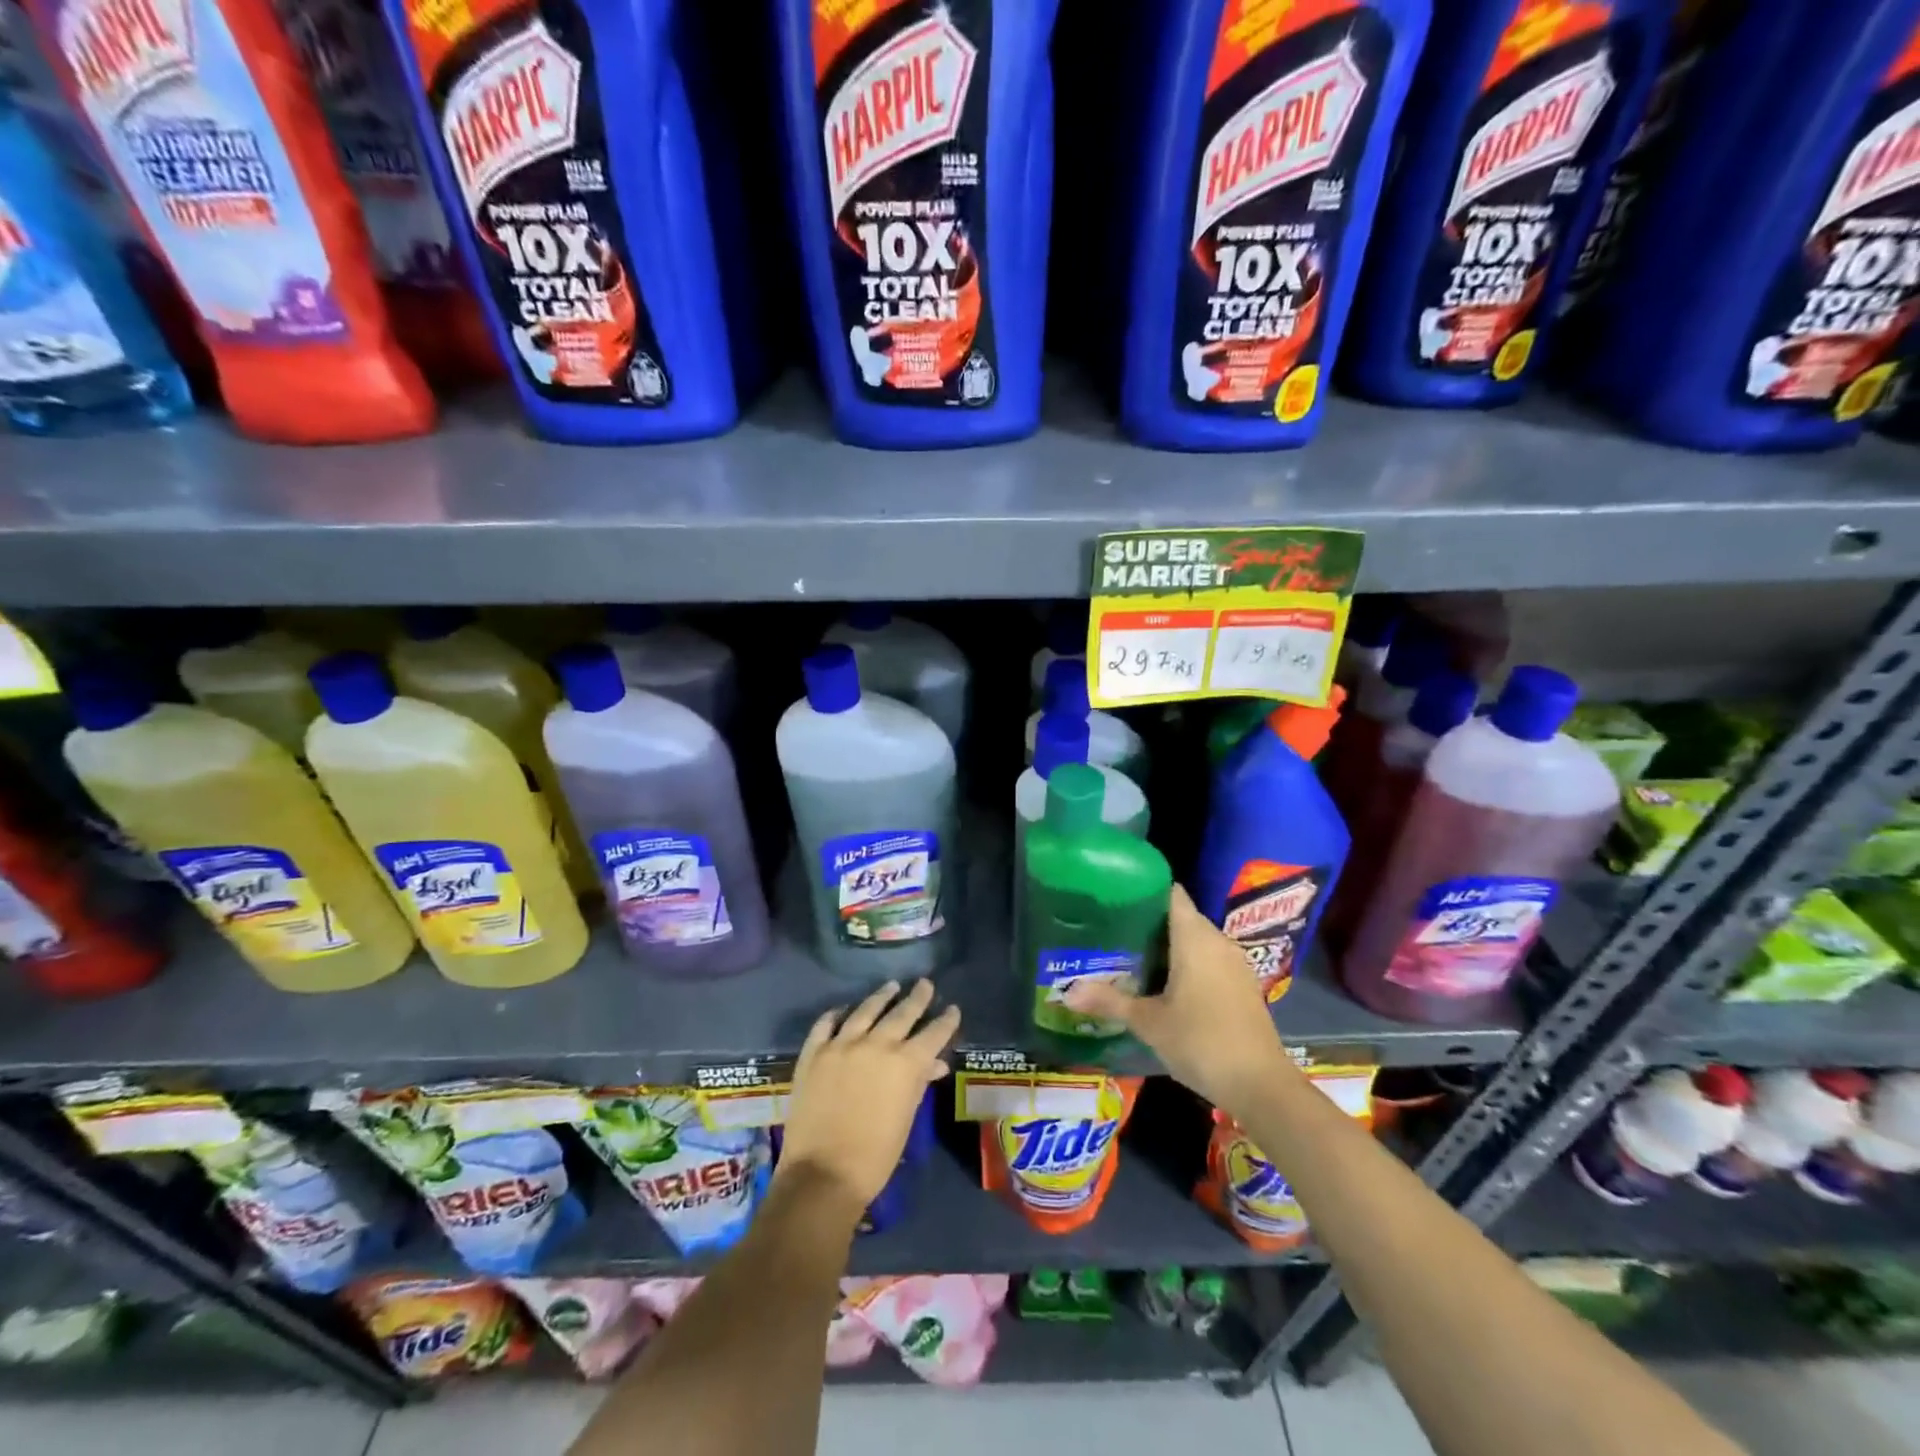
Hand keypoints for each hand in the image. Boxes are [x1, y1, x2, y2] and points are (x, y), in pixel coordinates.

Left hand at [776, 979, 959, 1214]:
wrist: (823, 1174)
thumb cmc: (875, 1155)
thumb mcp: (906, 1119)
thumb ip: (919, 1084)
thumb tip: (934, 1064)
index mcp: (905, 1063)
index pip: (933, 1033)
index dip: (946, 1021)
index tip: (952, 1009)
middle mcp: (876, 1044)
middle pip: (902, 1013)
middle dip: (917, 998)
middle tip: (925, 983)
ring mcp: (841, 1044)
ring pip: (866, 1010)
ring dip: (881, 997)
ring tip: (890, 986)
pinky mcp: (814, 1052)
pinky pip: (826, 1023)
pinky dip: (837, 1014)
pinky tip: (843, 1010)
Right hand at [1064, 884, 1288, 1116]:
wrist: (1261, 1085)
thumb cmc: (1200, 1041)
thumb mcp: (1148, 1023)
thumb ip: (1109, 1002)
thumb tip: (1067, 992)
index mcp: (1194, 938)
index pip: (1172, 894)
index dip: (1146, 891)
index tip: (1117, 897)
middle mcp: (1217, 942)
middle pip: (1182, 917)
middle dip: (1150, 922)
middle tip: (1114, 932)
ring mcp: (1235, 964)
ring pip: (1198, 941)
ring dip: (1170, 946)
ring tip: (1133, 956)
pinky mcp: (1244, 986)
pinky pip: (1211, 960)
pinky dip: (1189, 964)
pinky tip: (1167, 985)